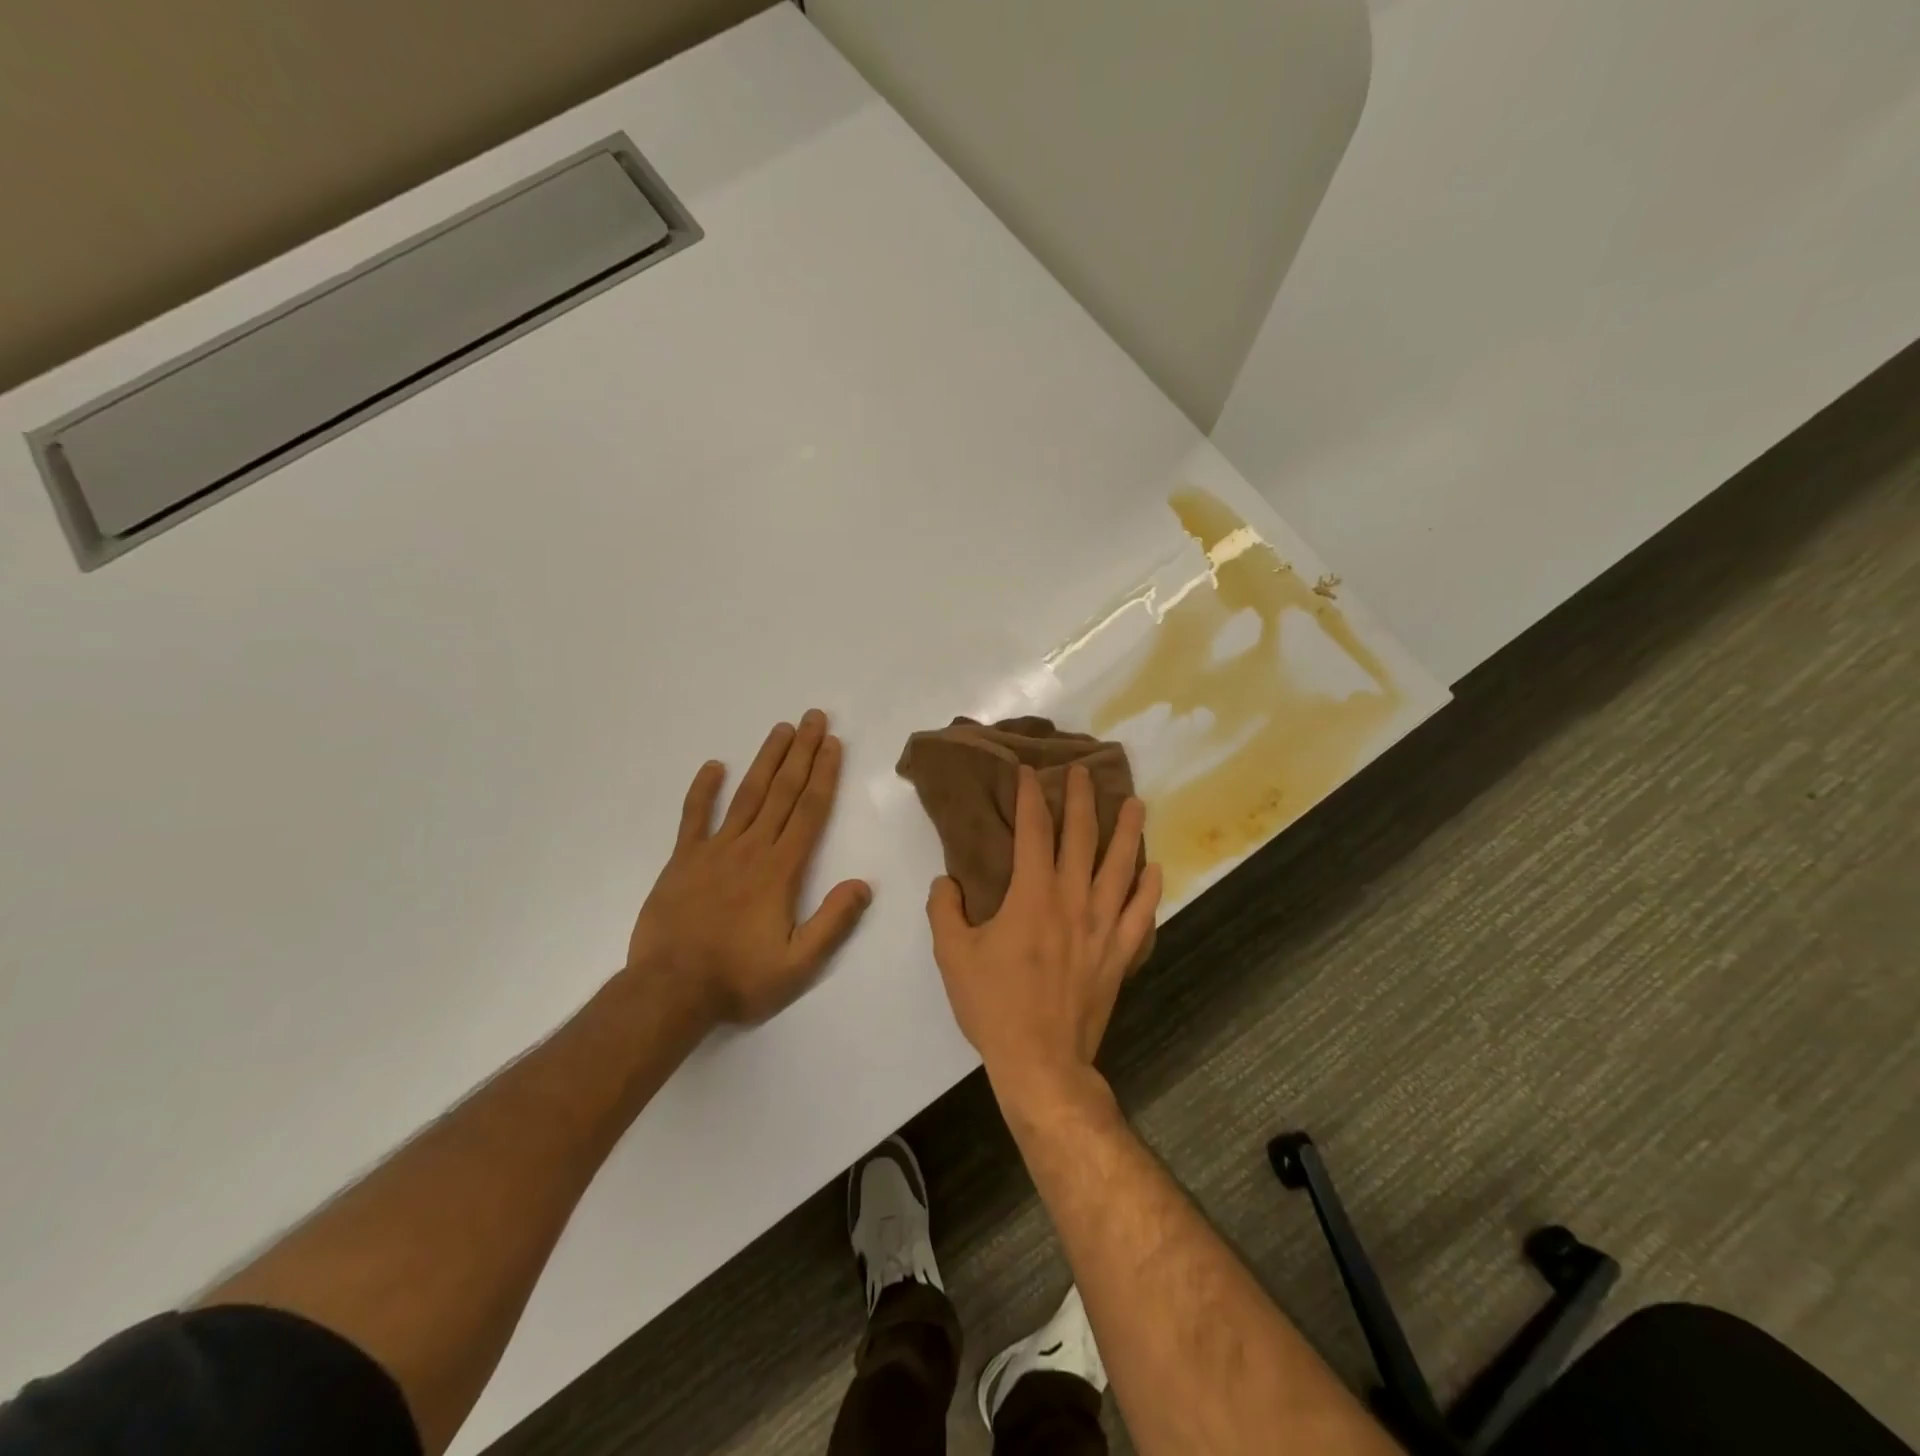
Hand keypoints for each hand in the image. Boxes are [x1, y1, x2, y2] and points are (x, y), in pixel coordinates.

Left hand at [627, 710, 871, 1025]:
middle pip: (782, 792)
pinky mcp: (683, 860)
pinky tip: (713, 766)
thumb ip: (833, 923)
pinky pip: (694, 816)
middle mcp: (750, 849)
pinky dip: (703, 790)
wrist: (669, 991)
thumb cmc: (739, 979)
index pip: (809, 811)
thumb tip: (862, 884)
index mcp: (780, 870)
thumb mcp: (798, 964)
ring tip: (781, 729)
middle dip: (802, 753)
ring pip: (746, 795)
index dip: (824, 775)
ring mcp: (713, 850)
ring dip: (766, 760)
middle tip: (814, 718)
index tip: (833, 744)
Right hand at [926, 763, 1160, 1108]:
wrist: (1041, 1061)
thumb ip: (945, 911)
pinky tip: (1154, 870)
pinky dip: (1150, 890)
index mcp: (1031, 895)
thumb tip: (946, 882)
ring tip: (1136, 804)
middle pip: (1082, 838)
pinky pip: (1141, 914)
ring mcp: (1102, 926)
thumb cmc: (994, 1005)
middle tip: (1084, 772)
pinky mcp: (1120, 953)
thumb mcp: (953, 955)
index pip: (1034, 832)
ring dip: (1128, 832)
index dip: (1031, 798)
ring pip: (1121, 867)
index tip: (1030, 773)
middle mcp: (1072, 900)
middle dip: (1082, 800)